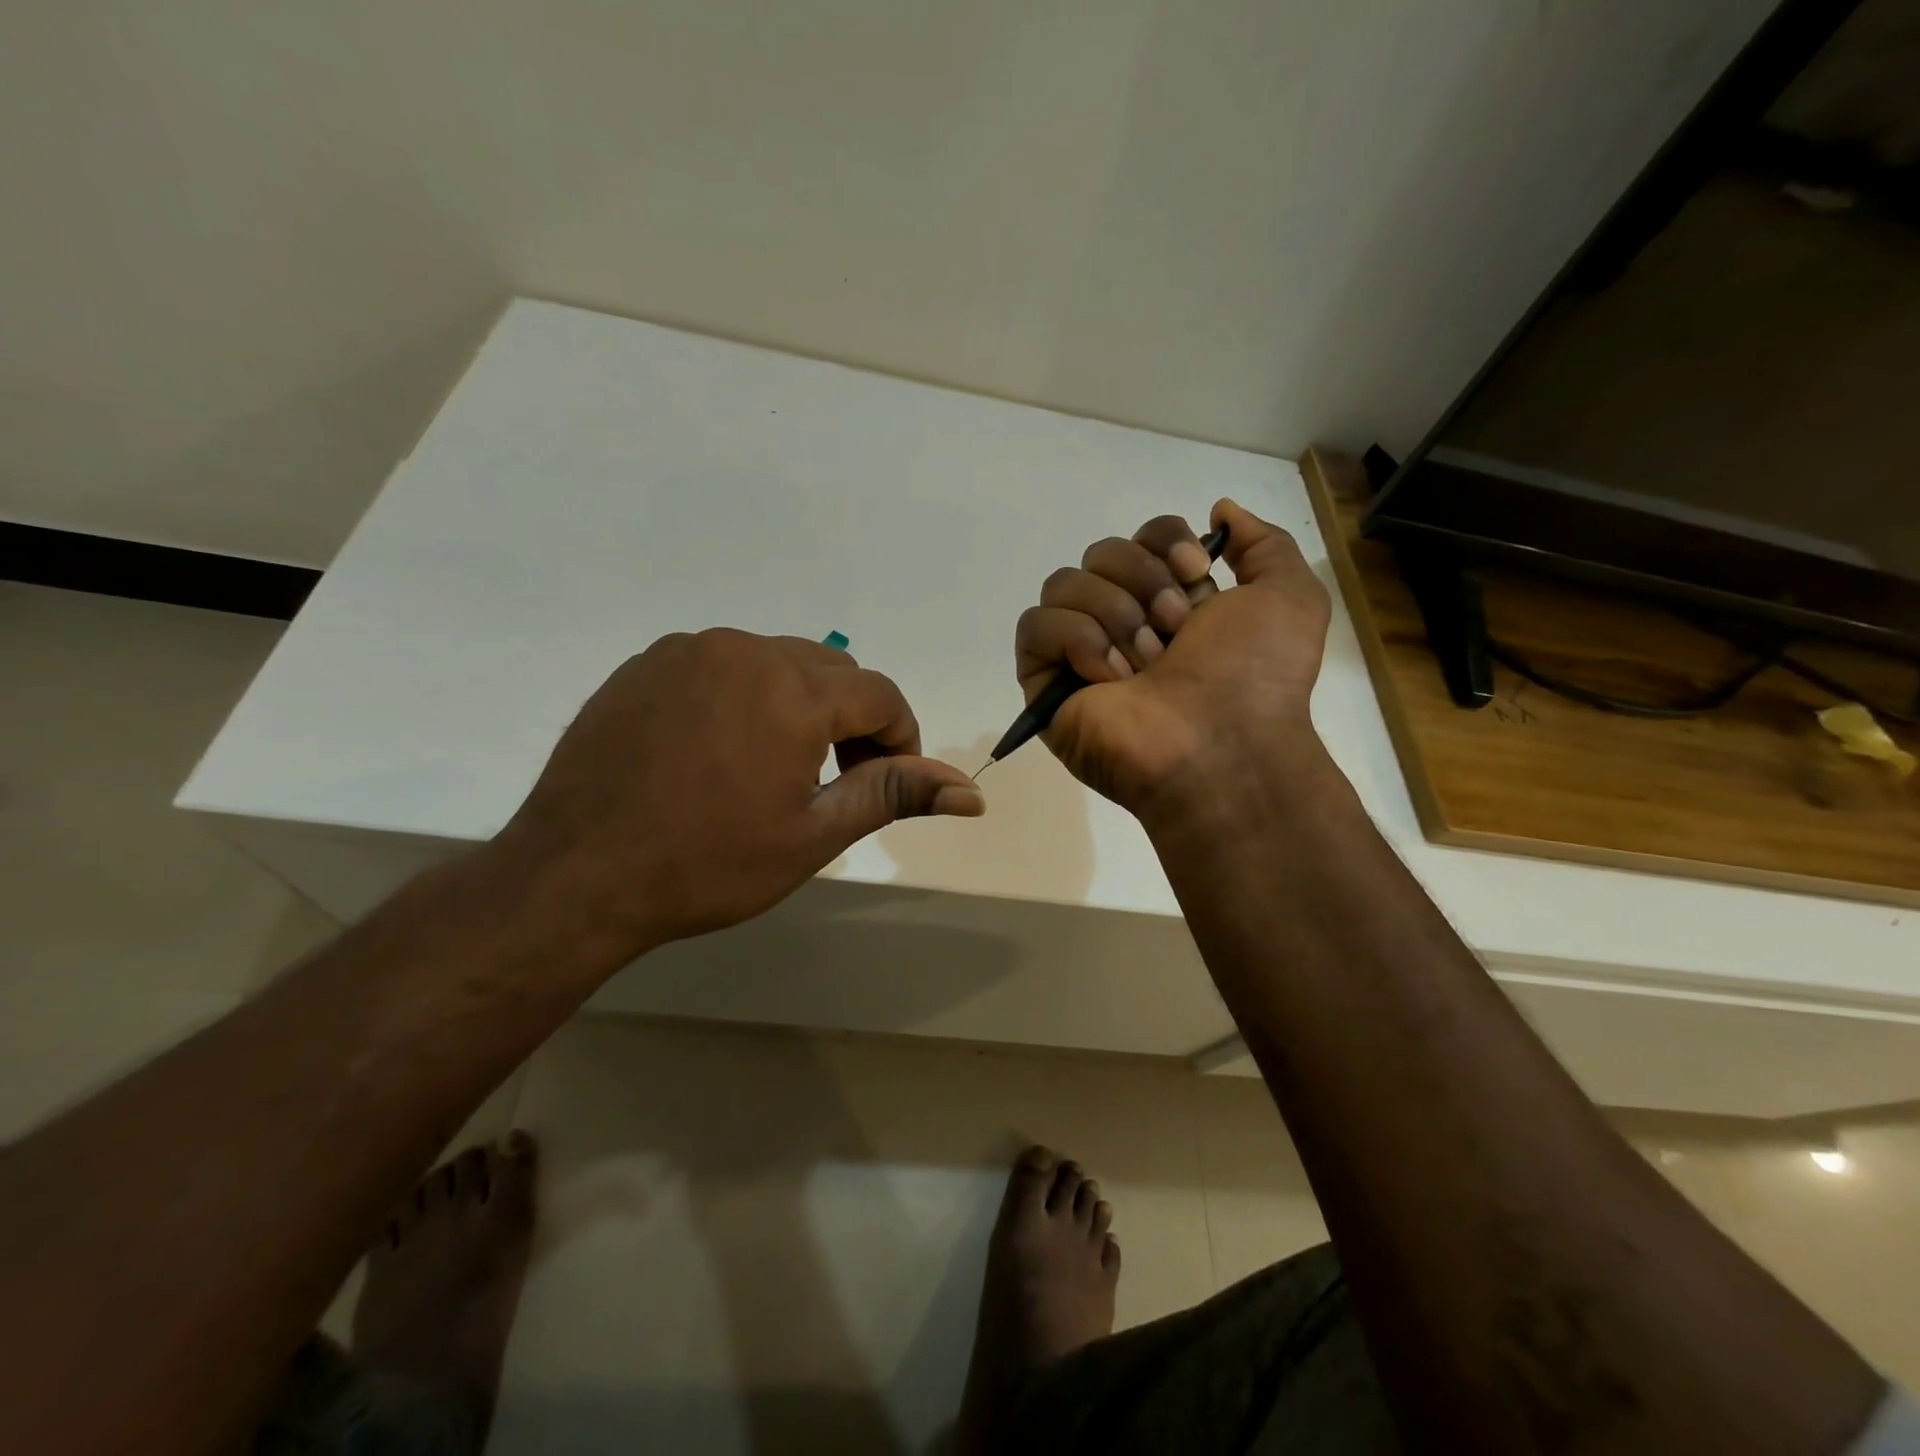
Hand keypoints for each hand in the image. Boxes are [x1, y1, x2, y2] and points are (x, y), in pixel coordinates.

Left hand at [494, 629, 983, 956]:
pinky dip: (742, 695)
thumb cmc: (706, 864)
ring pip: (775, 661)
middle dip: (851, 717)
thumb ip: (893, 795)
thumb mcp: (812, 835)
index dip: (899, 737)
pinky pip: (720, 664)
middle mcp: (743, 651)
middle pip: (832, 670)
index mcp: (792, 690)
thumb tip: (973, 794)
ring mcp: (687, 651)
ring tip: (774, 766)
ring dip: (797, 704)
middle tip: (834, 778)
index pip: (880, 693)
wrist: (574, 876)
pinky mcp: (645, 663)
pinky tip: (716, 750)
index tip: (884, 781)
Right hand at [1014, 499, 1330, 822]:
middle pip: (1101, 552)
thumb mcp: (1289, 596)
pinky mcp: (1045, 681)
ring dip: (1113, 615)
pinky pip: (1036, 626)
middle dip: (1142, 582)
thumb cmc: (1256, 677)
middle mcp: (1123, 620)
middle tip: (1173, 632)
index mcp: (1171, 601)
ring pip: (1064, 584)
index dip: (1164, 541)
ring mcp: (1080, 652)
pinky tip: (1108, 677)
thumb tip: (1219, 510)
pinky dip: (1075, 641)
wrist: (1221, 746)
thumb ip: (1263, 543)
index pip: (1143, 536)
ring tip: (1144, 666)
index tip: (1196, 572)